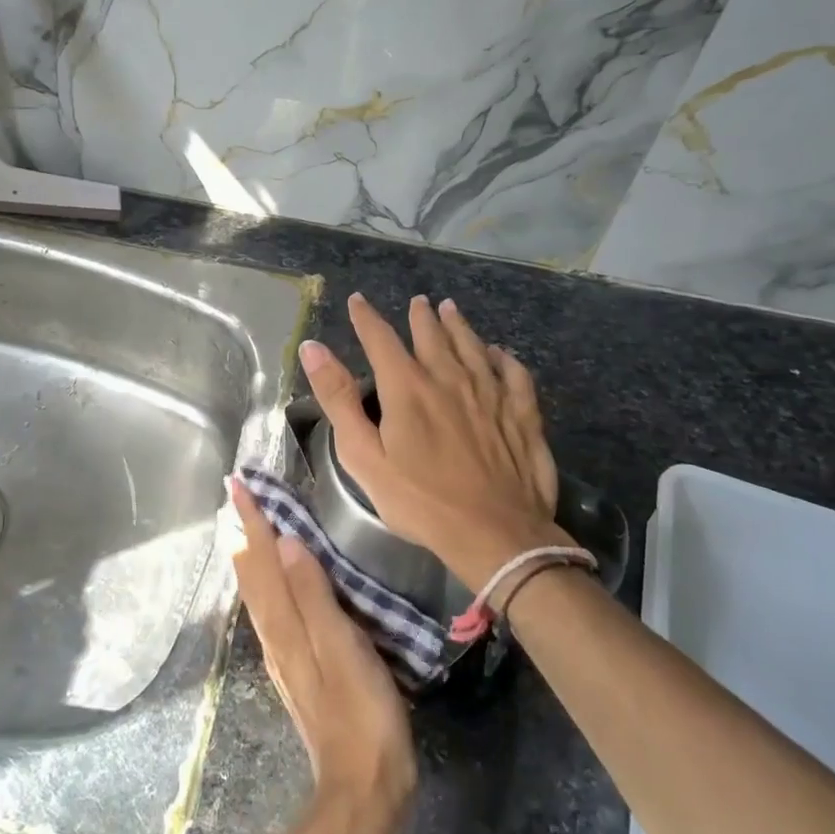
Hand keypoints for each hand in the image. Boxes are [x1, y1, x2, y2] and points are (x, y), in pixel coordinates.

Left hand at [228, 477, 415, 825]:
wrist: (364, 787)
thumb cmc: (361, 712)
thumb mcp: (342, 648)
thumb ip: (313, 595)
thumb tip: (284, 542)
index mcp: (284, 625)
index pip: (261, 561)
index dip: (250, 522)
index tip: (236, 485)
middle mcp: (275, 635)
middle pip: (251, 574)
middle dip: (242, 532)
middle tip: (235, 496)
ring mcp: (285, 653)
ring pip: (258, 591)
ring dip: (250, 554)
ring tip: (246, 526)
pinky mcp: (300, 667)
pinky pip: (273, 608)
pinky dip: (266, 581)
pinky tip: (275, 582)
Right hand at [301, 294, 567, 590]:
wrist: (494, 533)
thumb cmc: (419, 501)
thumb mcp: (363, 456)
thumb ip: (338, 399)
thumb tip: (312, 348)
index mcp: (407, 388)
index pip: (381, 339)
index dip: (366, 317)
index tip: (358, 300)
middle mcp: (449, 378)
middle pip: (432, 335)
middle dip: (420, 316)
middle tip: (418, 302)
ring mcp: (490, 392)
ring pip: (472, 345)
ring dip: (459, 325)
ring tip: (450, 309)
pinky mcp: (522, 412)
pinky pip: (513, 372)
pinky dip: (503, 356)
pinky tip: (499, 352)